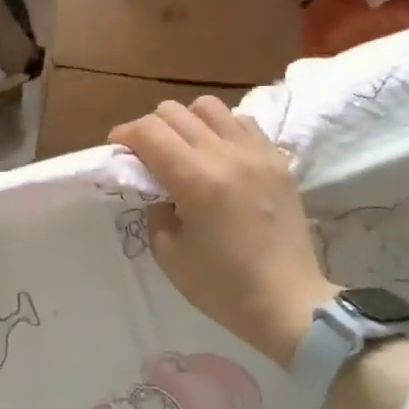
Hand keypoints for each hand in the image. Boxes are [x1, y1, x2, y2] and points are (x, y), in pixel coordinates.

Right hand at [109, 98, 331, 368]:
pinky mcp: (277, 159)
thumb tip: (154, 186)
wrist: (289, 301)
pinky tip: (219, 155)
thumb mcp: (169, 253)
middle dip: (151, 128)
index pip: (148, 131)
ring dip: (187, 122)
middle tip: (147, 155)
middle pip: (174, 111)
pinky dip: (221, 128)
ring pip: (209, 106)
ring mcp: (256, 152)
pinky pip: (242, 121)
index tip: (118, 150)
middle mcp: (226, 154)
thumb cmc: (223, 286)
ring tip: (185, 149)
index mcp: (195, 179)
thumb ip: (155, 209)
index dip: (125, 135)